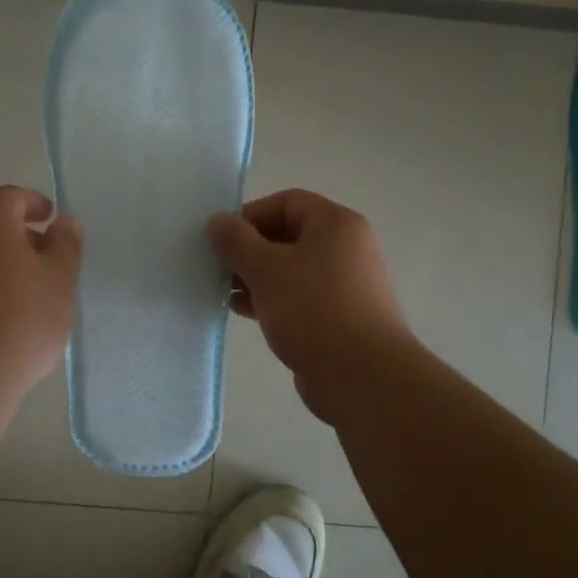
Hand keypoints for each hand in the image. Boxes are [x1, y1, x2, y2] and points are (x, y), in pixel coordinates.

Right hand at [208, 189, 408, 423]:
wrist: (362, 376)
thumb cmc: (313, 310)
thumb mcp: (265, 268)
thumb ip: (237, 241)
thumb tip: (218, 221)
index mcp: (336, 225)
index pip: (286, 202)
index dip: (250, 214)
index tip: (220, 238)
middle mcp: (345, 248)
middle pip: (287, 235)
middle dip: (248, 248)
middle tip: (216, 265)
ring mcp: (343, 284)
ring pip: (290, 269)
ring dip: (254, 276)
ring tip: (222, 290)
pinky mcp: (337, 316)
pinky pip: (297, 296)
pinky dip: (269, 298)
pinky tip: (241, 310)